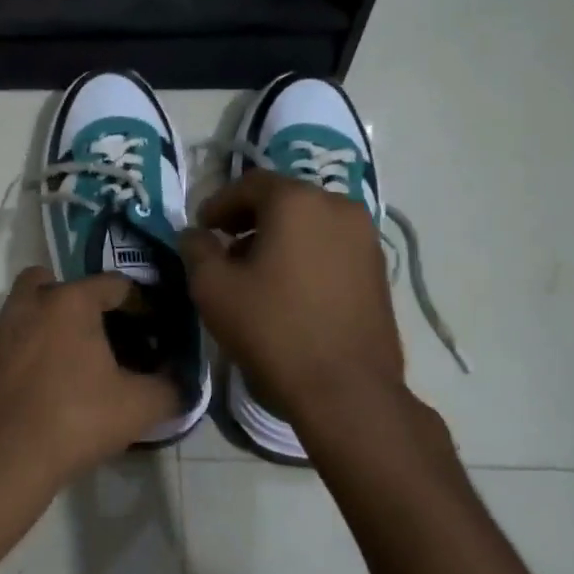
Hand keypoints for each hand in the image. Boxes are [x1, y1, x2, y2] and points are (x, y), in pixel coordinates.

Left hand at [0, 268, 179, 524]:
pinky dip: (12, 360)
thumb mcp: (137, 409)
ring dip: (36, 328)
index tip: (149, 326)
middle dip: (70, 299)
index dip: (137, 302)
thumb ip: (170, 389)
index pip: (112, 283)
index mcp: (69, 304)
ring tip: (57, 367)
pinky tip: (24, 393)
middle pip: (48, 281)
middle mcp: (25, 306)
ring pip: (17, 314)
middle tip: (90, 334)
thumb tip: (182, 383)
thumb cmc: (72, 423)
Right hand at [181, 170, 407, 428]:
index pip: (249, 183)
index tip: (201, 229)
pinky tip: (288, 288)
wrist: (347, 390)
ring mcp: (365, 238)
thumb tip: (195, 234)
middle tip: (224, 247)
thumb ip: (196, 250)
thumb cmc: (273, 330)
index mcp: (297, 201)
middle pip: (283, 199)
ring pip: (310, 222)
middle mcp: (338, 206)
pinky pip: (331, 245)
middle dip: (249, 219)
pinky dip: (305, 253)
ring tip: (254, 271)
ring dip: (278, 236)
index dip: (219, 203)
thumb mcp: (213, 288)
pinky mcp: (378, 269)